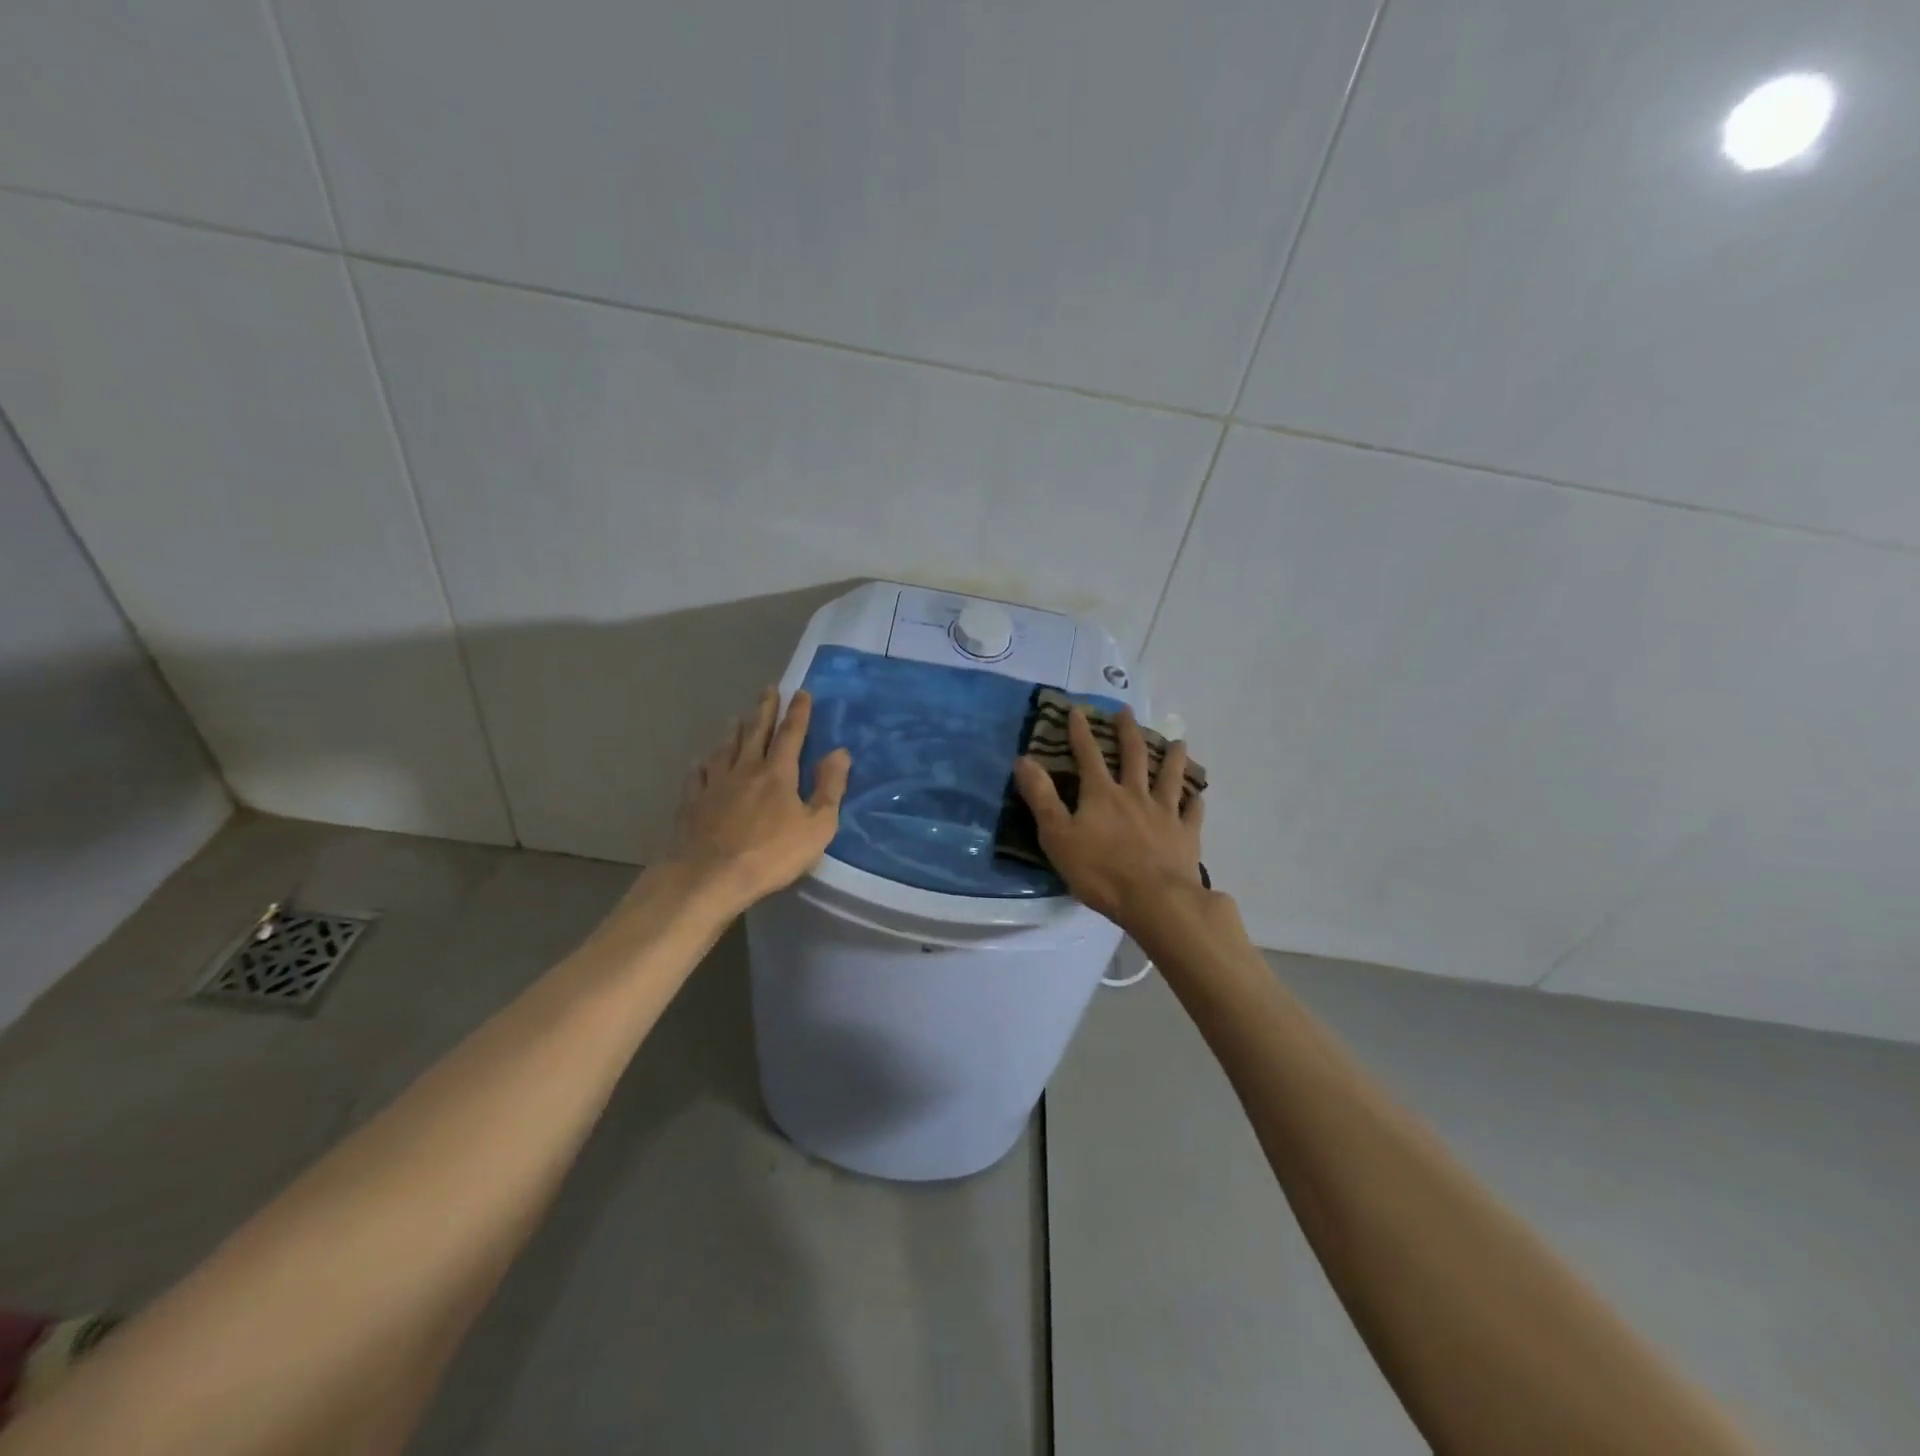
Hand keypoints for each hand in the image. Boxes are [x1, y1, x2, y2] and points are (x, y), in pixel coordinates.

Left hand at [665, 687, 851, 913]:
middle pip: (755, 732)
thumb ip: (830, 788)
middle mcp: (745, 769)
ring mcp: (715, 784)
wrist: (709, 876)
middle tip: (768, 689)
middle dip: (765, 710)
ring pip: (726, 748)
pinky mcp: (693, 802)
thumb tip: (840, 752)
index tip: (801, 692)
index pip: (790, 734)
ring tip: (737, 717)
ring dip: (735, 731)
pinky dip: (704, 764)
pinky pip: (699, 775)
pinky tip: (702, 761)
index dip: (798, 713)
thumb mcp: (817, 826)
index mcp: (777, 773)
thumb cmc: (771, 854)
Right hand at [1013, 705, 1204, 932]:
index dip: (1081, 732)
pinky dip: (1195, 802)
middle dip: (1128, 732)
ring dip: (1173, 758)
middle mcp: (1135, 795)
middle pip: (1134, 756)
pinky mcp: (1187, 836)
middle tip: (1127, 712)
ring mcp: (1165, 813)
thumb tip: (1024, 759)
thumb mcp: (1058, 835)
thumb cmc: (1100, 870)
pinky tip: (1198, 796)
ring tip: (1178, 742)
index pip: (1088, 755)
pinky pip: (1193, 813)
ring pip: (1170, 777)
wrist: (1155, 900)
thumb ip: (1041, 797)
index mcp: (1102, 794)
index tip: (1078, 710)